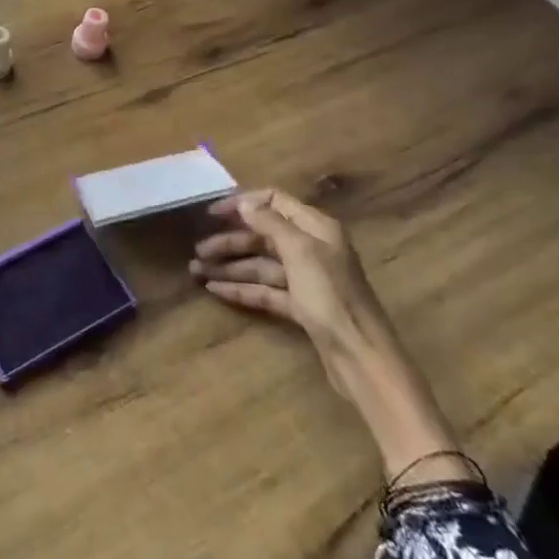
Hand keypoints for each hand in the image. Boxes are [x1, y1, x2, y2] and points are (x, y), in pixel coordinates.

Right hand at [190, 188, 390, 360]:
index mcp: (316, 227)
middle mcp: (311, 248)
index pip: (274, 202)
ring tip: (196, 271)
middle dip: (230, 241)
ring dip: (229, 266)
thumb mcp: (300, 251)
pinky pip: (265, 290)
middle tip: (198, 250)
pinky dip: (241, 289)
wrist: (361, 357)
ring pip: (260, 265)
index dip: (242, 204)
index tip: (212, 213)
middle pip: (263, 236)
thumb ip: (270, 223)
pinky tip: (215, 290)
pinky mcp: (301, 306)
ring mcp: (306, 279)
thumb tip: (244, 202)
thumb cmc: (331, 296)